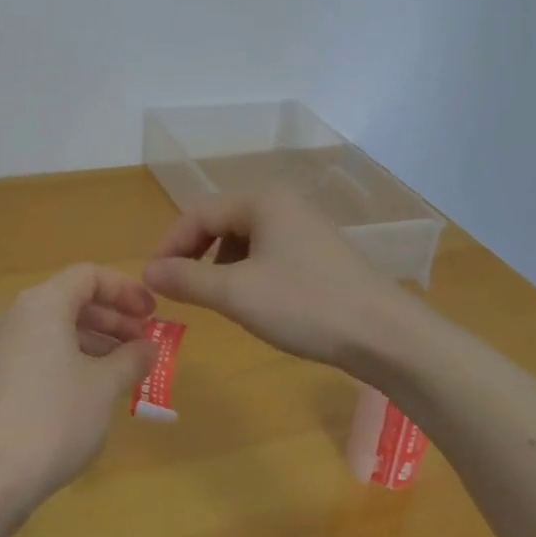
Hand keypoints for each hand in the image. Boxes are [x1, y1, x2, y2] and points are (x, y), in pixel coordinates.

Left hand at [0, 264, 157, 505]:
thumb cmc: (54, 418)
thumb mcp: (104, 386)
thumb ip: (131, 359)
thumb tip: (148, 347)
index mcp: (43, 303)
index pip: (89, 276)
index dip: (125, 290)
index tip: (153, 315)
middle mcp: (18, 316)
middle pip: (72, 301)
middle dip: (112, 319)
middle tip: (144, 344)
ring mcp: (1, 349)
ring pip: (55, 330)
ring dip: (94, 343)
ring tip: (124, 371)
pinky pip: (40, 354)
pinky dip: (70, 361)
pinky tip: (90, 393)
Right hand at [142, 187, 416, 370]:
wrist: (386, 335)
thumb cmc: (305, 306)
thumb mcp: (237, 294)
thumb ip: (187, 279)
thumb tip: (149, 271)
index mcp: (261, 201)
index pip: (198, 213)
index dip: (170, 245)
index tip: (153, 281)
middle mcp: (282, 203)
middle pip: (220, 221)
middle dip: (194, 253)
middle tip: (179, 288)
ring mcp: (304, 226)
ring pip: (244, 238)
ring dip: (220, 264)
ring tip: (215, 297)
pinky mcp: (319, 252)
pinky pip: (268, 251)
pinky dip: (248, 271)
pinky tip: (253, 300)